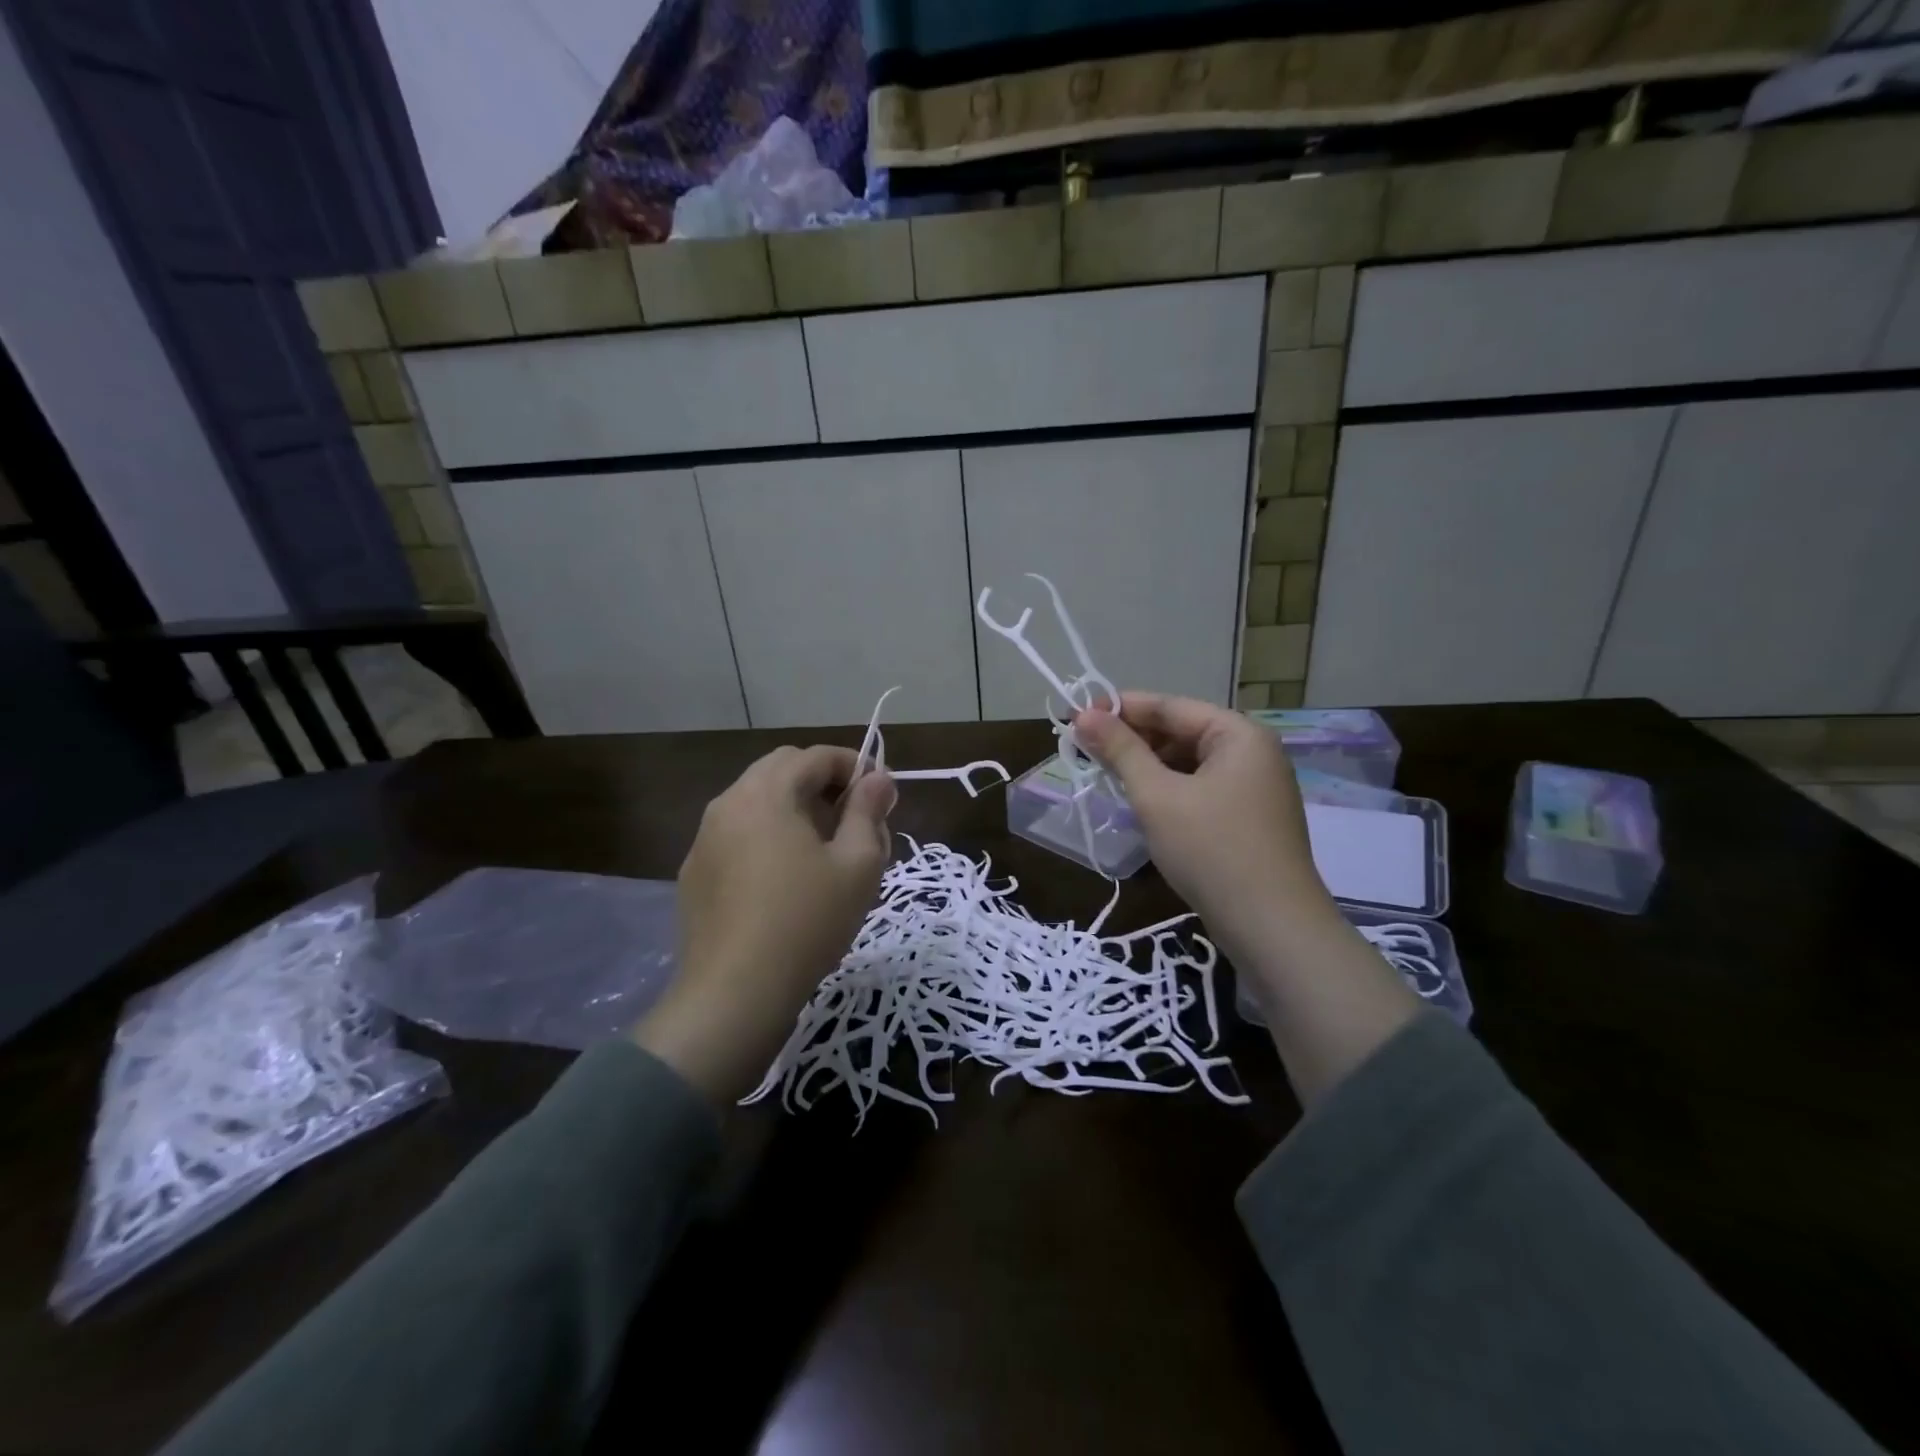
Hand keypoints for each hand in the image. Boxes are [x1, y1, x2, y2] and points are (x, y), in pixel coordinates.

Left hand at [632, 745, 894, 1104]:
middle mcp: (728, 803)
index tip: (882, 795)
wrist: (734, 995)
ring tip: (824, 850)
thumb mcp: (857, 864)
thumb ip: (869, 811)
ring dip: (794, 808)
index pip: (816, 756)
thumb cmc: (807, 921)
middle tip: (854, 819)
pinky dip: (767, 835)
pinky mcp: (695, 872)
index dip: (855, 765)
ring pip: (756, 801)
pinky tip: (785, 879)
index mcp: (766, 792)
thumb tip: (878, 779)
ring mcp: (705, 838)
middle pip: (781, 770)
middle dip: (822, 783)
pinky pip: (738, 834)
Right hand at [1076, 693, 1419, 1102]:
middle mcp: (1253, 753)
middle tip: (1085, 751)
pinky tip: (1141, 805)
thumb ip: (1120, 751)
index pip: (1170, 707)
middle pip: (1182, 732)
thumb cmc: (1211, 849)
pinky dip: (1170, 791)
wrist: (1271, 927)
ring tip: (1107, 777)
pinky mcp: (1250, 820)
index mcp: (1238, 734)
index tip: (1076, 716)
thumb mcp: (1157, 796)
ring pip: (1190, 764)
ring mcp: (1256, 788)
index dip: (1121, 708)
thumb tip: (1083, 715)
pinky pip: (1202, 790)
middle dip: (1133, 741)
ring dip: (1148, 768)